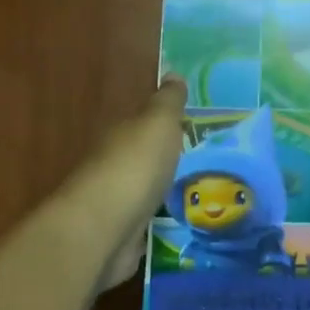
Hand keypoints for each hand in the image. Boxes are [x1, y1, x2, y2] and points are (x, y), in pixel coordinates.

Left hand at [58, 77, 187, 289]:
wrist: (105, 228)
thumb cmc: (134, 167)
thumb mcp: (158, 123)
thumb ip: (167, 102)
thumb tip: (172, 73)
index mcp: (120, 135)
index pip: (141, 124)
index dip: (165, 124)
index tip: (192, 128)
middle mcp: (113, 166)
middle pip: (143, 159)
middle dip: (166, 160)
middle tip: (204, 162)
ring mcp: (116, 203)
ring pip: (145, 192)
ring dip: (163, 192)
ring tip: (200, 194)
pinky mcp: (122, 236)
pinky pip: (146, 223)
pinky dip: (159, 221)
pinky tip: (180, 223)